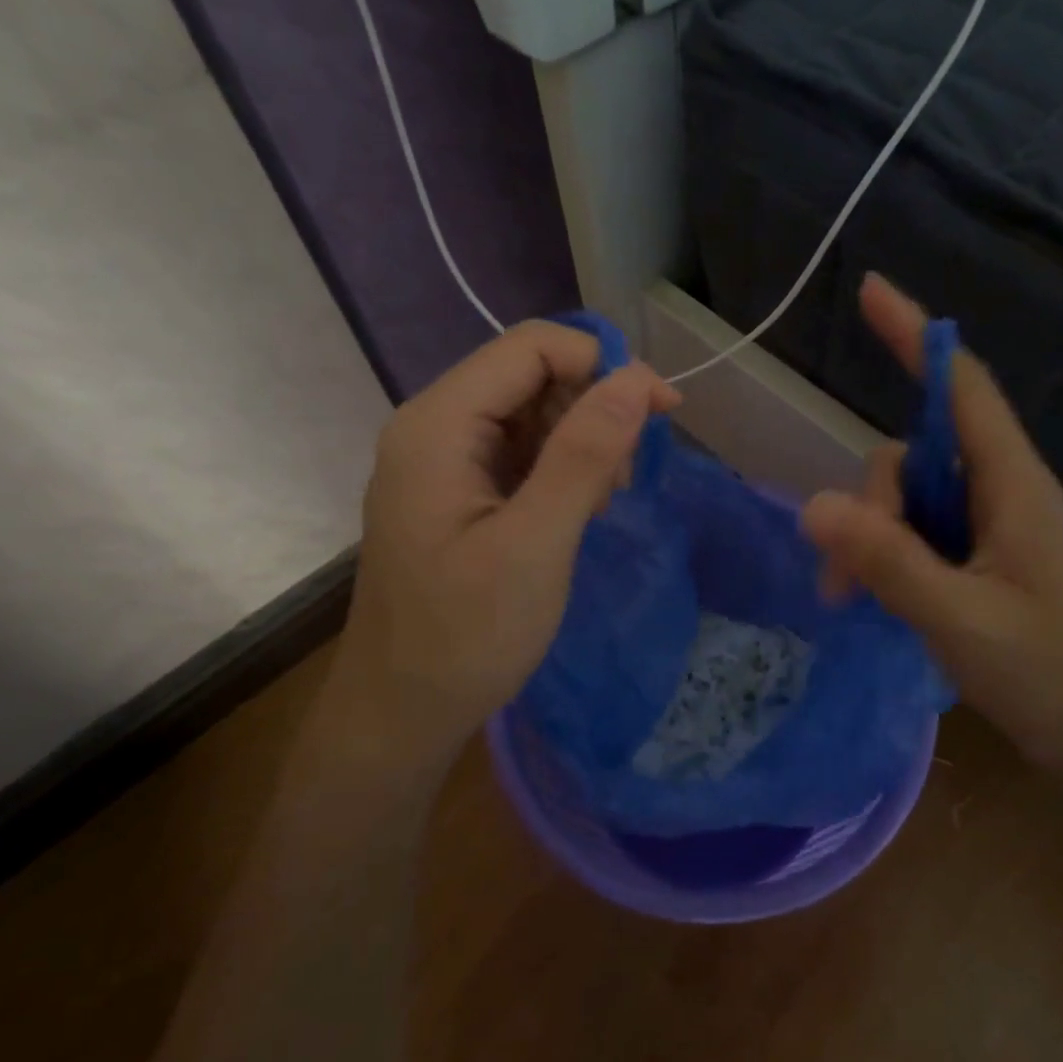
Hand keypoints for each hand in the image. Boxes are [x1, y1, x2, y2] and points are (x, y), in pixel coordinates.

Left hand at [333, 321, 679, 765]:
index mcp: (438, 425)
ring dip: (580, 443)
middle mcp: (433, 426)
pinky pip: (518, 452)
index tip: (660, 413)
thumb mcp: (535, 544)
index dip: (602, 365)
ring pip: (530, 414)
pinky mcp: (456, 491)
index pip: (531, 348)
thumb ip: (584, 455)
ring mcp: (442, 460)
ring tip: (600, 503)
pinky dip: (559, 470)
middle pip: (531, 376)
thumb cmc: (466, 636)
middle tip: (622, 479)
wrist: (402, 713)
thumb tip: (637, 380)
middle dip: (591, 410)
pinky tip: (576, 512)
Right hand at [802, 275, 1062, 782]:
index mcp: (1011, 487)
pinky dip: (881, 560)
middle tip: (845, 576)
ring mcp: (984, 532)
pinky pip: (911, 538)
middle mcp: (996, 495)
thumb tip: (813, 504)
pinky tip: (869, 602)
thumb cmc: (1053, 678)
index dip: (918, 337)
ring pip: (903, 501)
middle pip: (912, 455)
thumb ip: (889, 561)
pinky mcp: (973, 565)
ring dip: (867, 539)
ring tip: (851, 600)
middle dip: (868, 500)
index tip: (871, 290)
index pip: (962, 389)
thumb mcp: (962, 620)